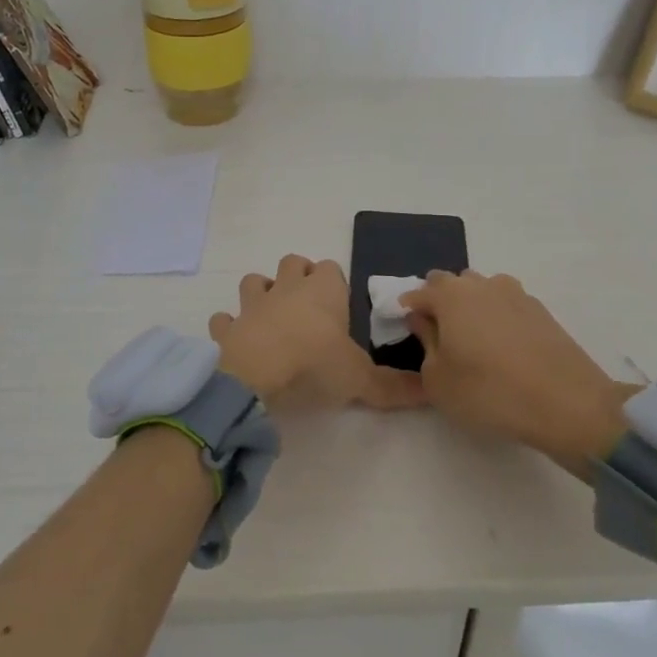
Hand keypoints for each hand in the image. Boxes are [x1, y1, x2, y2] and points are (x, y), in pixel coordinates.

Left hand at [209, 255, 425, 411]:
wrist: (255, 376)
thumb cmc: (314, 365)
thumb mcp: (361, 379)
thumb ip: (393, 387)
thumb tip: (432, 393)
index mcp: (323, 291)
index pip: (332, 268)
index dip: (335, 283)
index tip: (340, 306)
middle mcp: (287, 288)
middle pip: (293, 262)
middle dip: (299, 276)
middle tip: (309, 307)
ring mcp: (252, 306)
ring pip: (254, 281)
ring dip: (261, 294)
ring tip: (272, 318)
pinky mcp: (227, 328)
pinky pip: (224, 320)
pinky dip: (229, 327)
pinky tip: (236, 342)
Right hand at [401, 270, 629, 471]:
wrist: (567, 404)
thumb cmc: (489, 392)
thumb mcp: (438, 380)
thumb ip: (425, 344)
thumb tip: (424, 321)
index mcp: (450, 296)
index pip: (418, 292)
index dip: (408, 309)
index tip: (405, 329)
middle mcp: (482, 284)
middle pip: (451, 283)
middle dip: (439, 301)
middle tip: (438, 335)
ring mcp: (516, 294)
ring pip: (481, 290)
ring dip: (470, 306)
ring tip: (472, 341)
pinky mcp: (541, 311)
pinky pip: (506, 305)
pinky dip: (497, 318)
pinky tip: (502, 347)